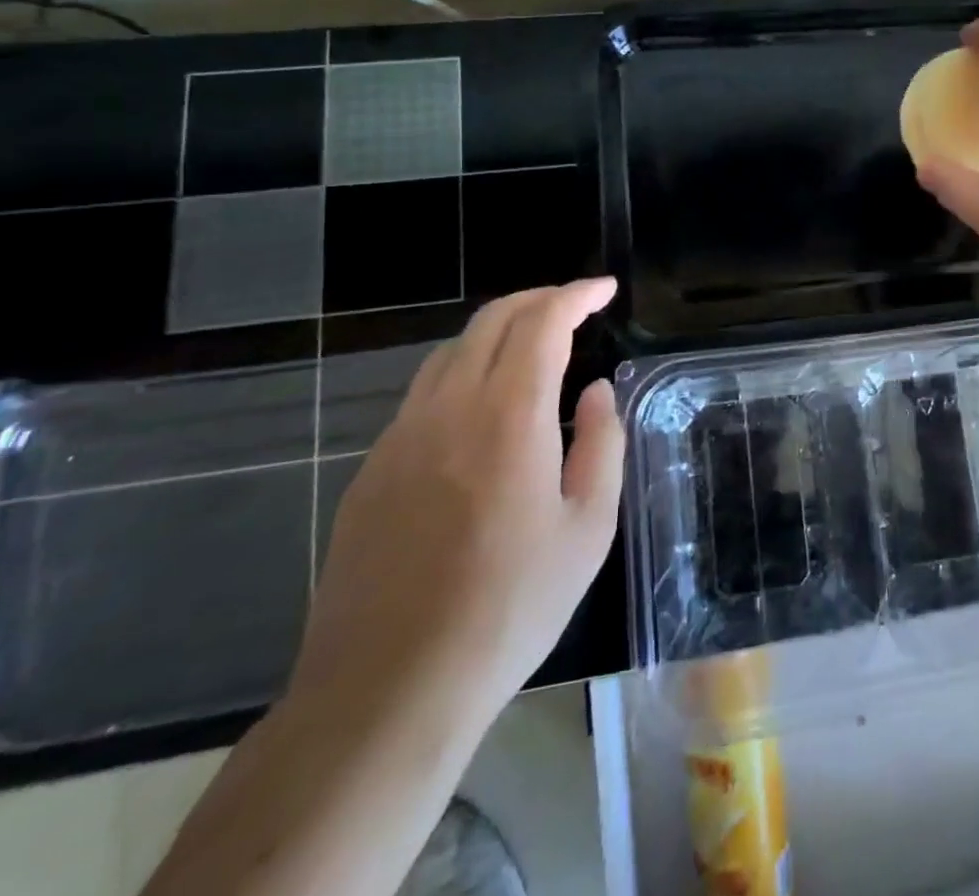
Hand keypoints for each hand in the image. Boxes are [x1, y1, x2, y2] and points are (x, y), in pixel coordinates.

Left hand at [290, 279, 623, 731]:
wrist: (389, 688)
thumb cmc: (510, 607)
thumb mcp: (588, 528)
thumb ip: (601, 444)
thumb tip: (596, 392)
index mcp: (508, 416)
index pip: (542, 322)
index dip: (576, 295)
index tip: (605, 290)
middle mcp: (449, 408)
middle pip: (491, 320)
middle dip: (538, 300)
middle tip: (575, 307)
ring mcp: (401, 436)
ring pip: (451, 351)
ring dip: (498, 333)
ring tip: (534, 350)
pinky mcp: (373, 469)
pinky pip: (424, 394)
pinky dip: (465, 373)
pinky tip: (483, 411)